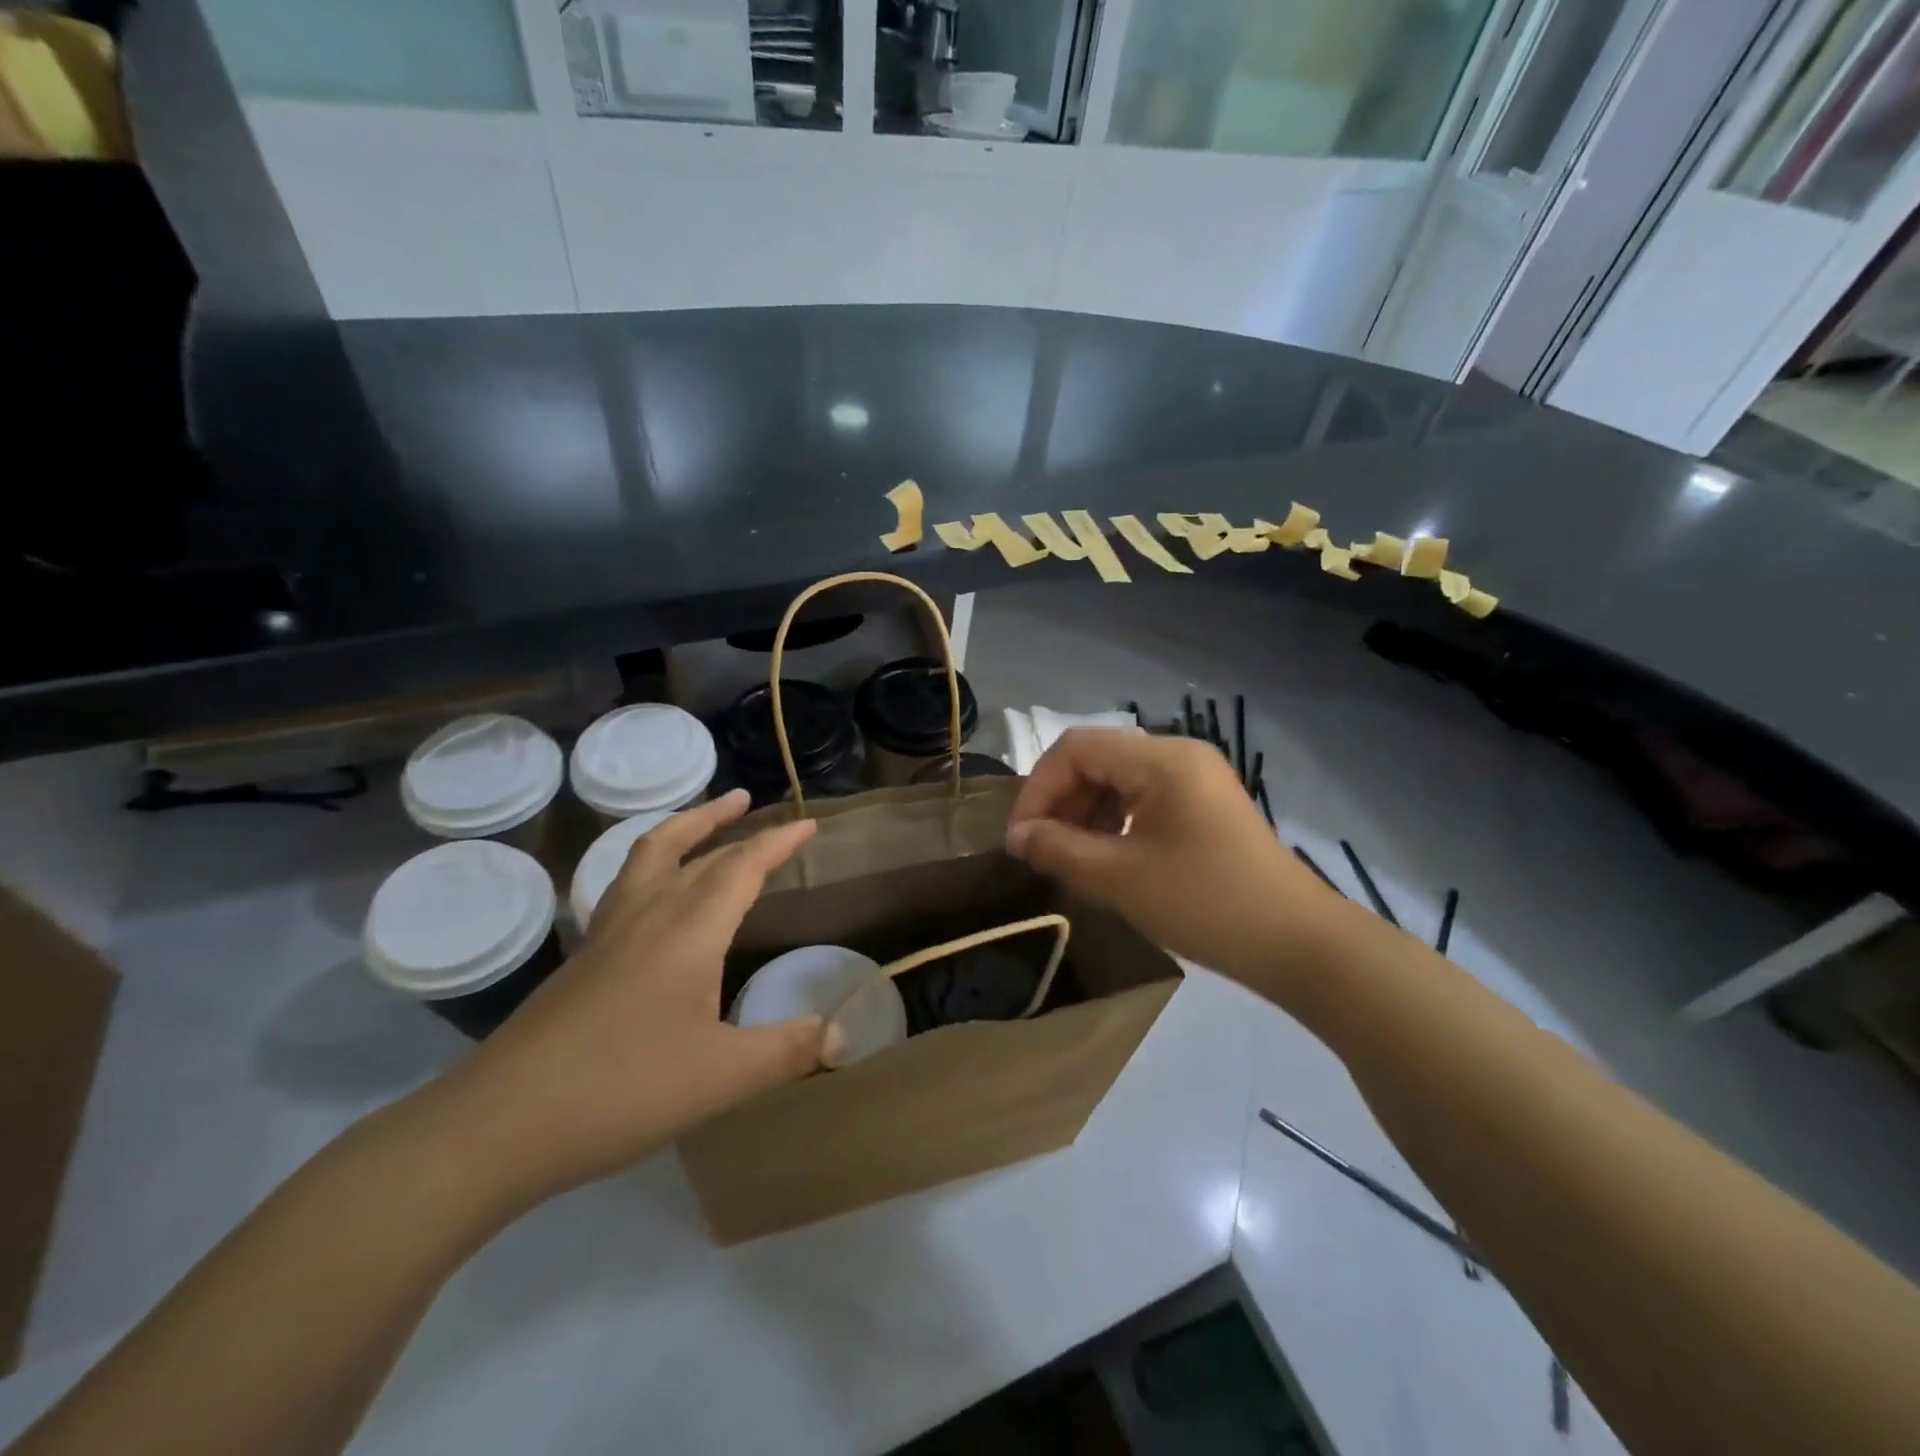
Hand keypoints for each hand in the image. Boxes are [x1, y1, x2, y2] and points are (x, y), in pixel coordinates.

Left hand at [429, 790, 829, 1206]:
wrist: (499, 1123)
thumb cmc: (622, 1090)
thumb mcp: (722, 1078)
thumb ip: (787, 1051)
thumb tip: (842, 1034)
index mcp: (688, 930)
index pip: (741, 867)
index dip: (777, 842)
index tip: (807, 823)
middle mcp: (647, 915)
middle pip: (694, 851)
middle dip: (731, 825)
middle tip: (756, 807)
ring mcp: (606, 933)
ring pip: (648, 856)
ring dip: (682, 829)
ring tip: (705, 820)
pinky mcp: (581, 958)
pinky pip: (625, 885)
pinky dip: (652, 865)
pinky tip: (654, 894)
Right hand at [1005, 730, 1336, 983]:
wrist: (1296, 943)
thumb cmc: (1204, 903)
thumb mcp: (1119, 878)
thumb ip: (1058, 849)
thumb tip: (1017, 836)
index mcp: (1161, 759)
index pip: (1077, 748)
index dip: (1039, 787)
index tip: (1021, 837)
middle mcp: (1179, 755)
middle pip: (1098, 759)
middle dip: (1061, 801)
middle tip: (1041, 850)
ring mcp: (1196, 779)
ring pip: (1119, 779)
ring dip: (1086, 813)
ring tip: (1071, 858)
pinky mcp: (1204, 805)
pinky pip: (1144, 798)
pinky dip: (1115, 822)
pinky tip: (1107, 858)